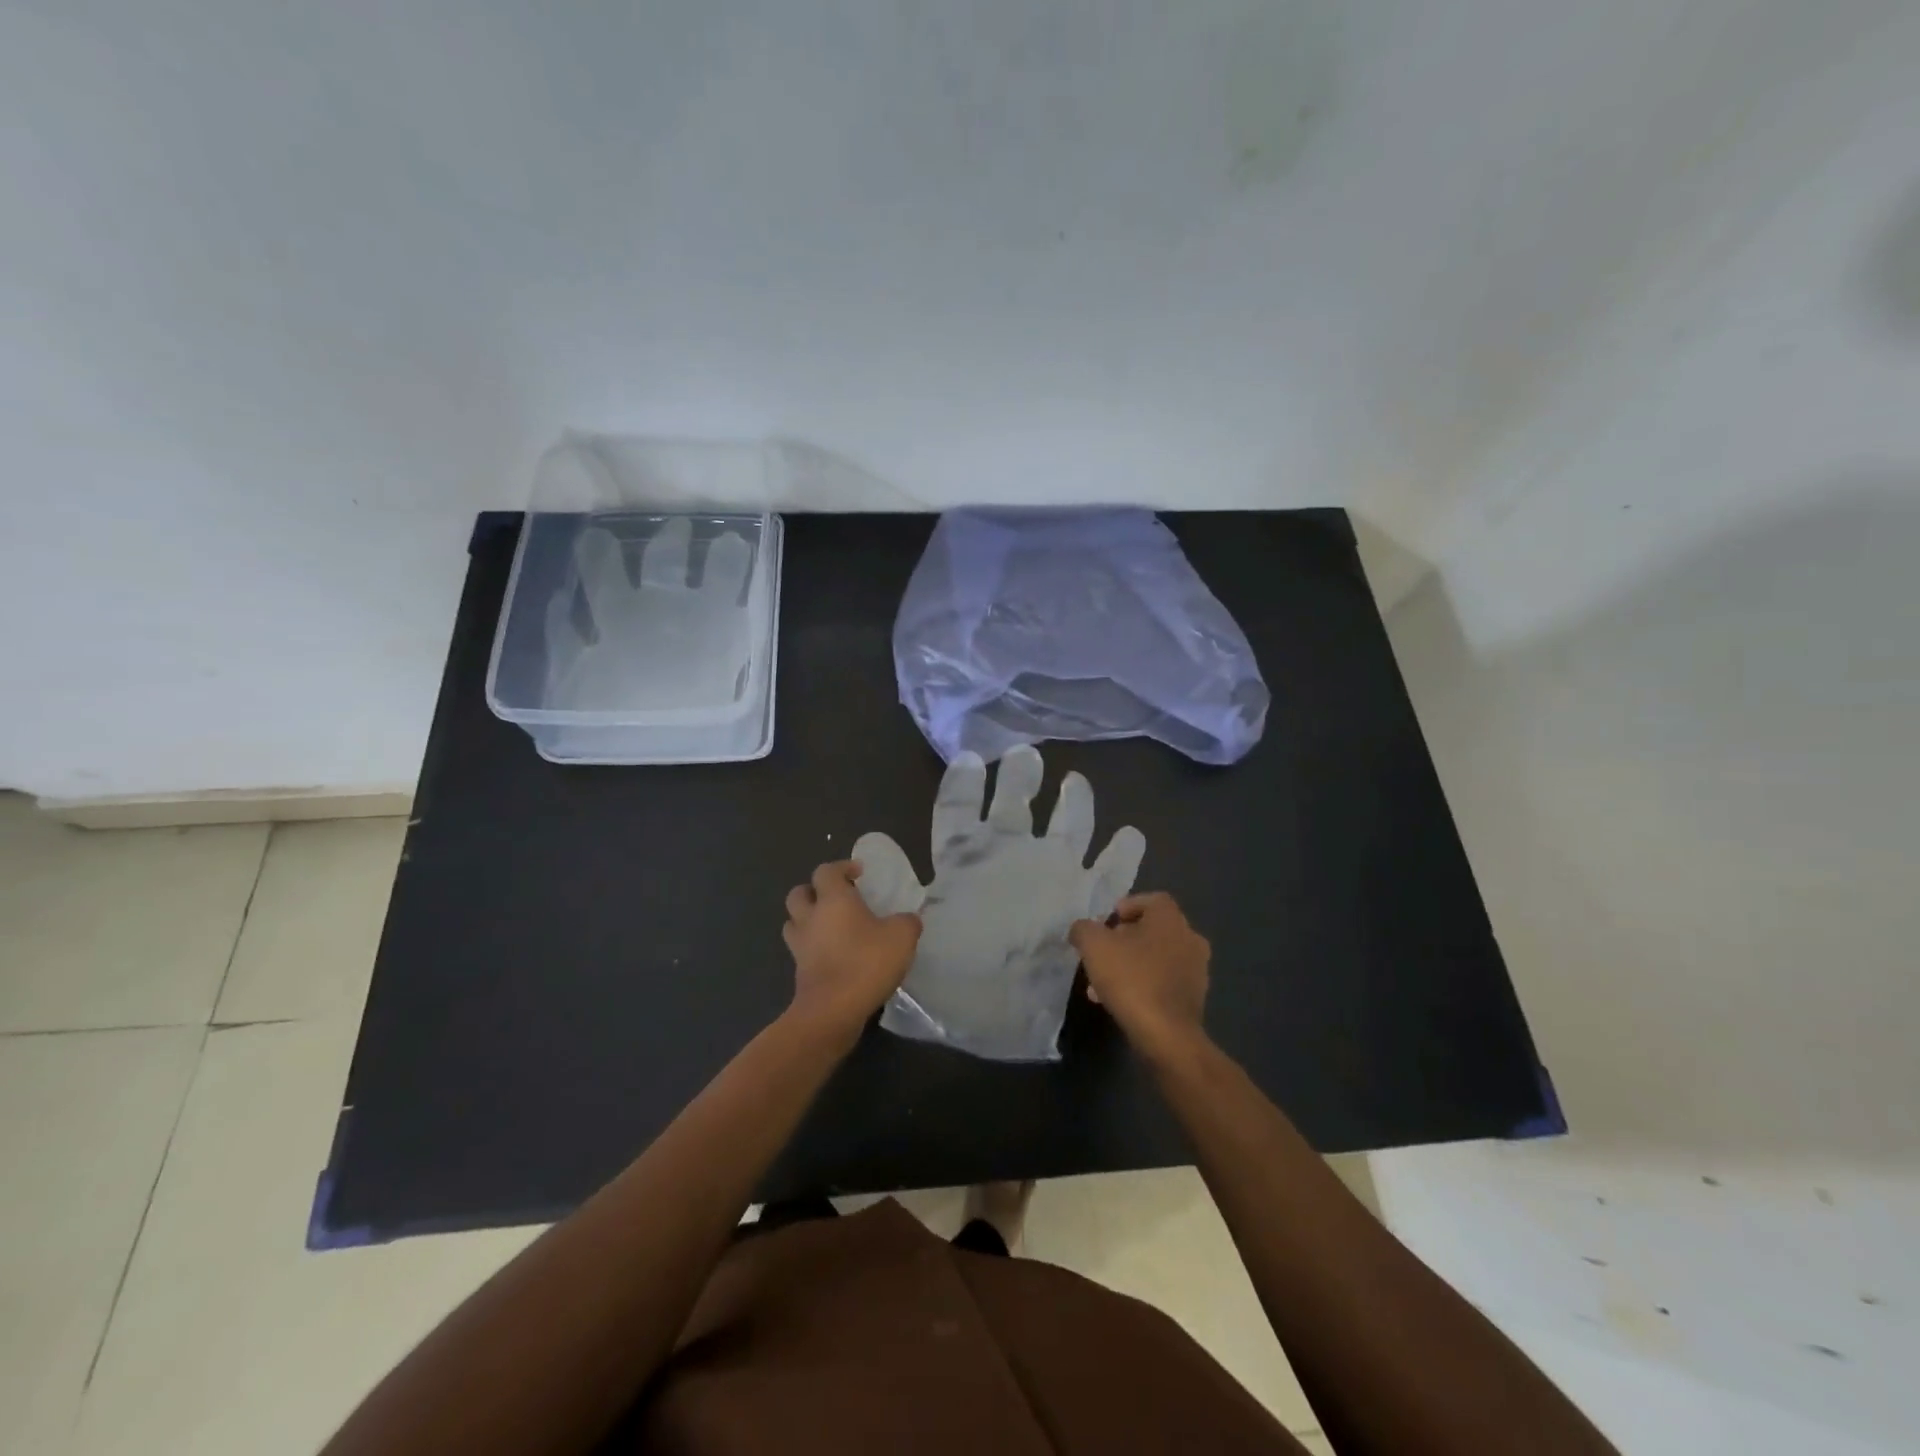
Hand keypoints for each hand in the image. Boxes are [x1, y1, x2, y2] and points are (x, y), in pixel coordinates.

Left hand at [783, 861, 922, 1040]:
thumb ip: (907, 922)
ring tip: (832, 928)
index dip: (842, 867)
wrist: (832, 1011)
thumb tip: (909, 919)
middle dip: (815, 891)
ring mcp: (800, 946)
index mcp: (832, 900)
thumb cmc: (866, 963)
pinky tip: (835, 957)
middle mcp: (810, 918)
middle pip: (799, 893)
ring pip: (794, 922)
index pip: (826, 871)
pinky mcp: (799, 972)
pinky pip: (802, 951)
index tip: (859, 874)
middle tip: (838, 899)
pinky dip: (814, 949)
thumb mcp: (902, 937)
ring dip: (808, 920)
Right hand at [1070, 892, 1210, 1060]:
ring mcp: (1196, 971)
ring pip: (1156, 958)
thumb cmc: (1132, 979)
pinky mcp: (1194, 999)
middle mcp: (1190, 939)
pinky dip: (1142, 985)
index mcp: (1171, 919)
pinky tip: (1119, 1001)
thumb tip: (1082, 930)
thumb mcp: (1094, 946)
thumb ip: (1084, 929)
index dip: (1127, 906)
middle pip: (1153, 930)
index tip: (1106, 923)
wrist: (1166, 1036)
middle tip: (1102, 952)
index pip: (1152, 900)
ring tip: (1101, 983)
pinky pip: (1163, 982)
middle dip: (1124, 939)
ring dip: (1131, 964)